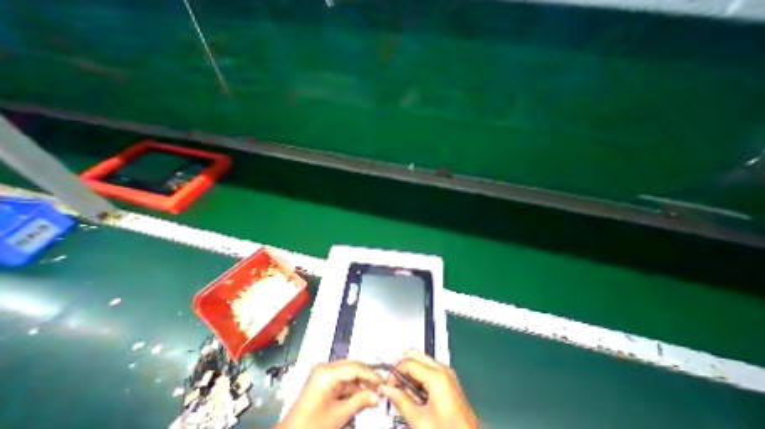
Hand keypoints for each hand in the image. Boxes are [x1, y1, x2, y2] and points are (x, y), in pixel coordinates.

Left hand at [275, 360, 381, 427]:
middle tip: (380, 386)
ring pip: (348, 375)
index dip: (370, 375)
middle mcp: (325, 368)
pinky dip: (351, 389)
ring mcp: (324, 374)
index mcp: (327, 372)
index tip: (382, 381)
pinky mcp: (323, 382)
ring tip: (373, 393)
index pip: (354, 368)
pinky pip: (342, 382)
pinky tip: (361, 396)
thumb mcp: (339, 415)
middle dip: (366, 378)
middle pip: (352, 368)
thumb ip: (360, 401)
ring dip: (360, 384)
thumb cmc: (311, 428)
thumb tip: (377, 396)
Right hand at [379, 351, 475, 427]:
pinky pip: (429, 370)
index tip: (386, 385)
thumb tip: (386, 389)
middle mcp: (443, 369)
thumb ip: (400, 401)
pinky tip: (415, 395)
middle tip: (393, 384)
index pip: (408, 362)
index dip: (394, 372)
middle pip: (415, 354)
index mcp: (437, 376)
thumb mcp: (420, 421)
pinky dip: (418, 377)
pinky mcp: (449, 381)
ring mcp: (448, 374)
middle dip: (401, 367)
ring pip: (421, 361)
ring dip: (409, 372)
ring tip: (404, 393)